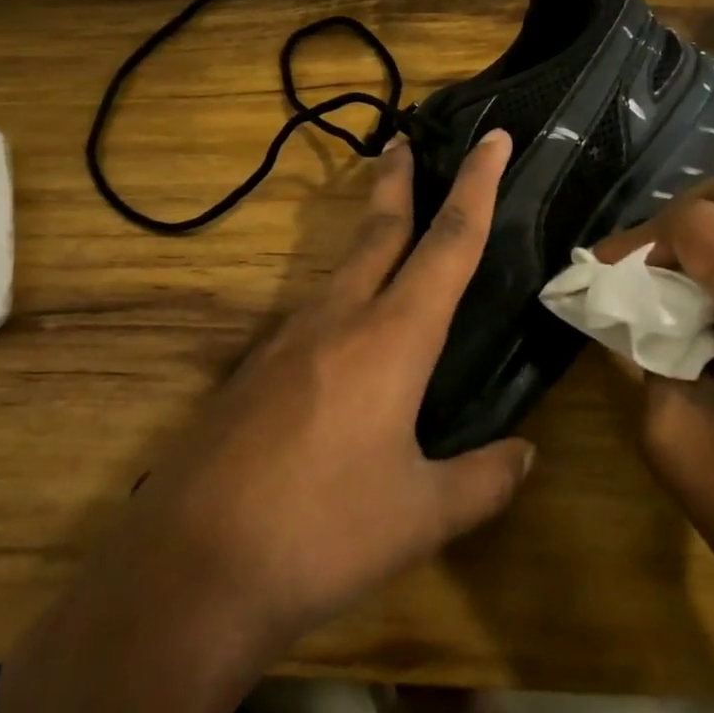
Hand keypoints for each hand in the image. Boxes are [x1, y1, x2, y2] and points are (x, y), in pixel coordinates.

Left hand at [120, 126, 534, 667]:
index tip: (493, 138)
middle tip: (405, 141)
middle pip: (378, 232)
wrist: (188, 574)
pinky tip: (341, 345)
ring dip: (367, 244)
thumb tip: (525, 456)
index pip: (448, 243)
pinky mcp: (249, 375)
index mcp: (391, 340)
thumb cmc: (321, 535)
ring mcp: (282, 344)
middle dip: (399, 182)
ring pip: (339, 274)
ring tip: (387, 243)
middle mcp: (336, 322)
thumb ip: (483, 480)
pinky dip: (338, 306)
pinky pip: (308, 322)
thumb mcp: (421, 516)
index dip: (477, 186)